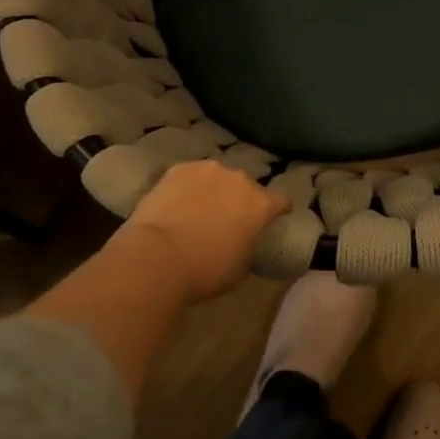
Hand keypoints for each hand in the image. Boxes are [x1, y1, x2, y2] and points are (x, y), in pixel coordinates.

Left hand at [115, 160, 288, 302]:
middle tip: (229, 219)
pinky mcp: (179, 168)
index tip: (274, 219)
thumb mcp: (241, 268)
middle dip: (242, 200)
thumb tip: (244, 239)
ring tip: (200, 209)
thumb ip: (249, 245)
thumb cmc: (205, 270)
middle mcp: (239, 179)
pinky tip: (178, 202)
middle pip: (247, 187)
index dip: (279, 211)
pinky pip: (191, 176)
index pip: (281, 201)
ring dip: (215, 190)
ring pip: (218, 177)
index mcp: (260, 204)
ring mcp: (208, 170)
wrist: (158, 255)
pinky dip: (189, 187)